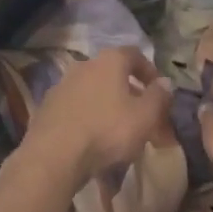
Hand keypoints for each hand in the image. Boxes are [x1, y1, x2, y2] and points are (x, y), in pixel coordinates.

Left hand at [19, 47, 173, 184]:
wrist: (53, 156)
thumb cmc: (107, 130)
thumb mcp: (145, 116)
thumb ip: (159, 97)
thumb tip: (165, 82)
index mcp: (109, 61)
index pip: (135, 55)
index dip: (150, 71)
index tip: (159, 91)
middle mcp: (84, 65)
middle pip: (113, 74)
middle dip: (129, 92)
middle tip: (141, 115)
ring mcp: (62, 86)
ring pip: (93, 92)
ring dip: (107, 105)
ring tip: (118, 131)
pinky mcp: (46, 108)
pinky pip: (76, 108)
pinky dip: (88, 118)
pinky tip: (93, 139)